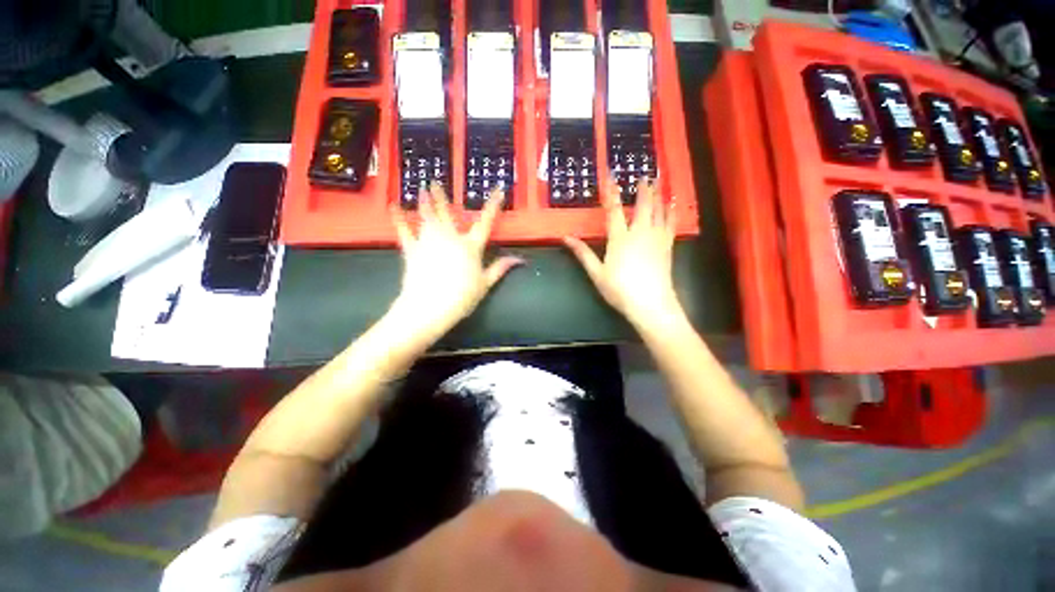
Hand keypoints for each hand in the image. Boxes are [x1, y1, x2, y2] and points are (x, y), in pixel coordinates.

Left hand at [389, 183, 521, 341]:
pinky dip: (399, 219)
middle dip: (441, 197)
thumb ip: (500, 268)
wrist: (431, 307)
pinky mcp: (412, 250)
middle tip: (434, 182)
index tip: (498, 191)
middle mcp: (450, 238)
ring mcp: (429, 241)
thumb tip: (519, 259)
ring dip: (424, 202)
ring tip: (421, 189)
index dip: (493, 206)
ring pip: (426, 217)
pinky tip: (394, 207)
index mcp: (470, 246)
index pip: (485, 222)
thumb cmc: (462, 296)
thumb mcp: (485, 284)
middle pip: (447, 214)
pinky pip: (404, 231)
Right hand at [563, 180, 681, 327]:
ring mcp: (656, 238)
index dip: (611, 192)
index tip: (611, 176)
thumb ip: (583, 253)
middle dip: (642, 189)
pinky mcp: (667, 246)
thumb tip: (566, 238)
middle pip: (642, 205)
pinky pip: (670, 224)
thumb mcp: (596, 273)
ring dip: (658, 195)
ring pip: (659, 211)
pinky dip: (671, 212)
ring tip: (659, 182)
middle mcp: (639, 233)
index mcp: (619, 239)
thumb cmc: (619, 289)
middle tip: (644, 175)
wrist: (650, 303)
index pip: (614, 210)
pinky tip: (672, 205)